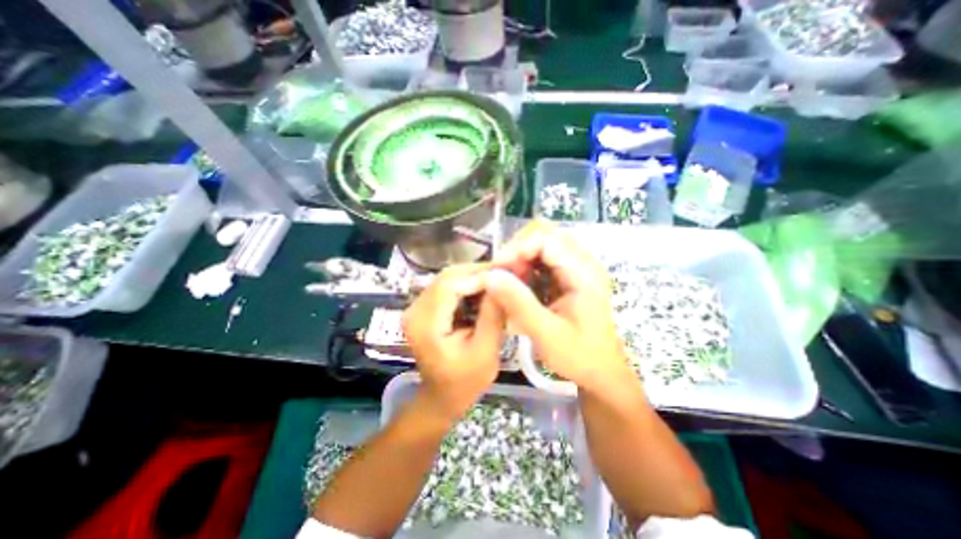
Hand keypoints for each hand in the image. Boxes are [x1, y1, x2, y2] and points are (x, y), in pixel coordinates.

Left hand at [402, 264, 504, 418]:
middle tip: (506, 272)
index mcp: (426, 324)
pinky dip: (467, 285)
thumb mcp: (485, 352)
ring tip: (498, 280)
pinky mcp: (424, 308)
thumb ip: (492, 316)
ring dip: (473, 277)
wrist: (442, 396)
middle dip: (478, 272)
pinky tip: (484, 290)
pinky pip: (447, 287)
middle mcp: (414, 310)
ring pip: (448, 279)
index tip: (507, 272)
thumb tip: (503, 283)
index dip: (479, 275)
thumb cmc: (465, 381)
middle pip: (447, 277)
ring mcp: (416, 307)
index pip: (450, 285)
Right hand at [489, 221, 632, 393]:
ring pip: (543, 243)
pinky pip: (544, 257)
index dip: (517, 249)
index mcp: (584, 274)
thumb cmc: (579, 356)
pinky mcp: (571, 274)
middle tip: (502, 275)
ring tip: (509, 282)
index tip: (497, 270)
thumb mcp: (546, 334)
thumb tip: (491, 276)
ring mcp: (578, 266)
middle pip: (545, 234)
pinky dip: (527, 266)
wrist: (602, 371)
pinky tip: (520, 285)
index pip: (547, 240)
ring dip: (521, 257)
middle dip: (518, 250)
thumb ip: (519, 303)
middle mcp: (584, 262)